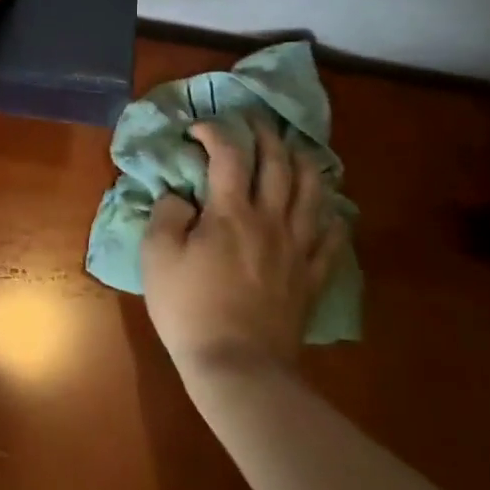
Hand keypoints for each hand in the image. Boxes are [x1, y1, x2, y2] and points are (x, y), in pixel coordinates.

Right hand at [142, 119, 343, 381]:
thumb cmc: (189, 309)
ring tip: (295, 151)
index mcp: (231, 212)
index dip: (215, 131)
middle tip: (254, 122)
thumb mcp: (157, 257)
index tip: (198, 128)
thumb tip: (181, 196)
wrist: (238, 367)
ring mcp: (297, 249)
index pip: (229, 154)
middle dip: (266, 135)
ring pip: (312, 194)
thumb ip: (167, 215)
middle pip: (278, 165)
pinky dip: (332, 217)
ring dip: (305, 164)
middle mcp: (270, 221)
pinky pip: (332, 239)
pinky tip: (328, 209)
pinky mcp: (311, 277)